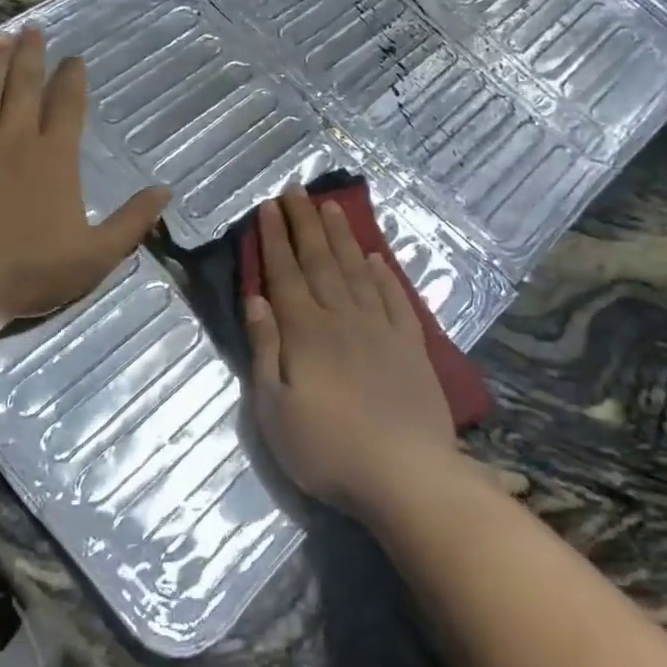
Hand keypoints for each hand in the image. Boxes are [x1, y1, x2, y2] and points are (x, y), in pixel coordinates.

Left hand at [0, 26, 168, 324]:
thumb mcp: (96, 255)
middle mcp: (12, 140)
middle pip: (24, 88)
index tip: (75, 58)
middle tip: (32, 30)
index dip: (73, 79)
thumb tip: (165, 191)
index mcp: (54, 158)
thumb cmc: (29, 271)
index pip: (68, 106)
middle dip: (30, 57)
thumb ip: (132, 221)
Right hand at [244, 189, 459, 519]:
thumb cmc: (328, 450)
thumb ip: (265, 349)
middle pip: (320, 260)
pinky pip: (394, 298)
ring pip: (356, 270)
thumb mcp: (274, 410)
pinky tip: (375, 258)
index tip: (268, 206)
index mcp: (306, 331)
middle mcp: (342, 317)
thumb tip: (256, 300)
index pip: (285, 273)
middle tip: (295, 190)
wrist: (407, 476)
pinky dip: (383, 274)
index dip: (274, 238)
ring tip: (331, 207)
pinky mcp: (411, 345)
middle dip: (304, 222)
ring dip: (341, 236)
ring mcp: (381, 328)